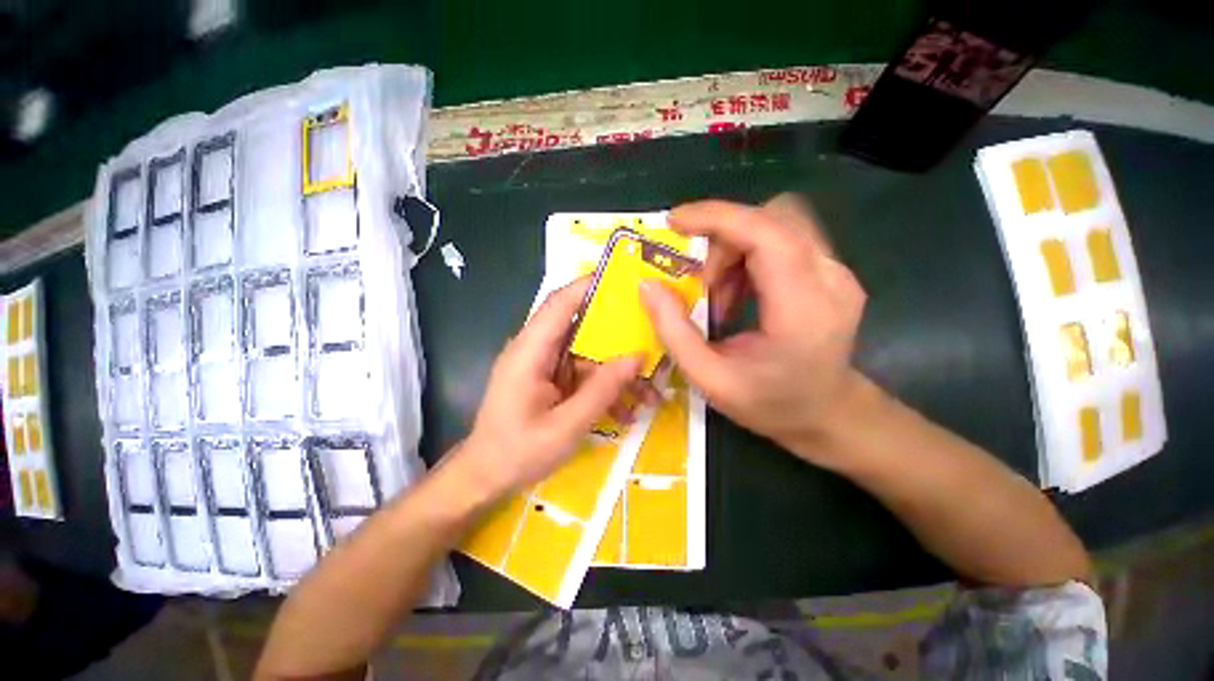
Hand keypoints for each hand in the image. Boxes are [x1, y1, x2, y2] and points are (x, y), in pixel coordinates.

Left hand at [445, 279, 642, 501]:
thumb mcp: (566, 426)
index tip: (625, 281)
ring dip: (617, 371)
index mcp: (530, 351)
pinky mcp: (551, 380)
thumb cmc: (517, 453)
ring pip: (589, 355)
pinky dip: (605, 388)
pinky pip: (584, 375)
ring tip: (649, 393)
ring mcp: (544, 366)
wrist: (485, 478)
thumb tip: (636, 357)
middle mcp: (536, 350)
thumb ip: (601, 390)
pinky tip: (626, 411)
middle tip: (653, 338)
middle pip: (581, 327)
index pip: (560, 304)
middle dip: (618, 335)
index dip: (589, 286)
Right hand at [640, 196, 866, 461]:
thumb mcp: (709, 379)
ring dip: (736, 250)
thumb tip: (647, 284)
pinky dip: (750, 256)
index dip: (716, 217)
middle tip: (702, 283)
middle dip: (724, 240)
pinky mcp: (832, 271)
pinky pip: (784, 240)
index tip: (674, 221)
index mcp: (802, 308)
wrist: (828, 414)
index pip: (764, 233)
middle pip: (771, 219)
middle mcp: (830, 278)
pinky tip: (739, 293)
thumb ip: (673, 330)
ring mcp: (837, 272)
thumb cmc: (769, 404)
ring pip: (777, 224)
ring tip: (719, 296)